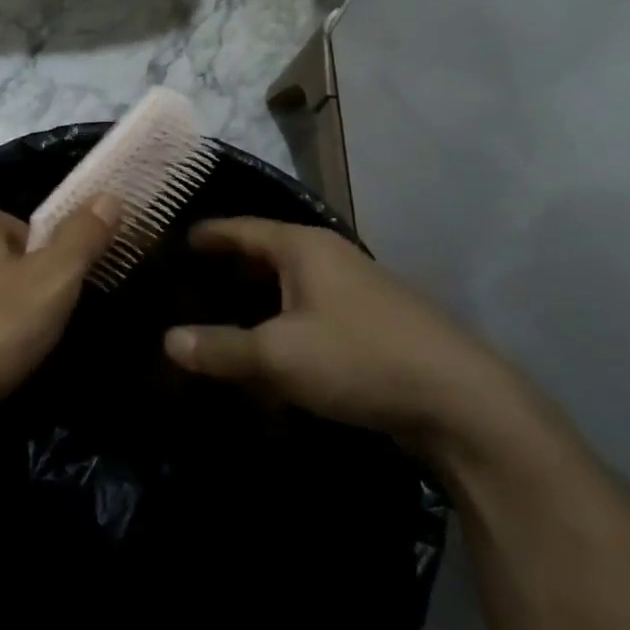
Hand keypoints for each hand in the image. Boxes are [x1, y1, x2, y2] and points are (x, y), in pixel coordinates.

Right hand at [162, 218, 521, 456]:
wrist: (461, 401)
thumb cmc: (359, 358)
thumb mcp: (278, 355)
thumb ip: (220, 348)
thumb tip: (168, 341)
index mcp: (302, 247)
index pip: (238, 229)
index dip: (204, 235)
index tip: (170, 243)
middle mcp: (327, 257)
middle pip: (263, 253)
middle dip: (225, 269)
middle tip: (184, 284)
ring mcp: (352, 289)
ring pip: (287, 285)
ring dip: (254, 299)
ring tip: (217, 314)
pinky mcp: (368, 322)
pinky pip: (308, 311)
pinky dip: (280, 322)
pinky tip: (266, 348)